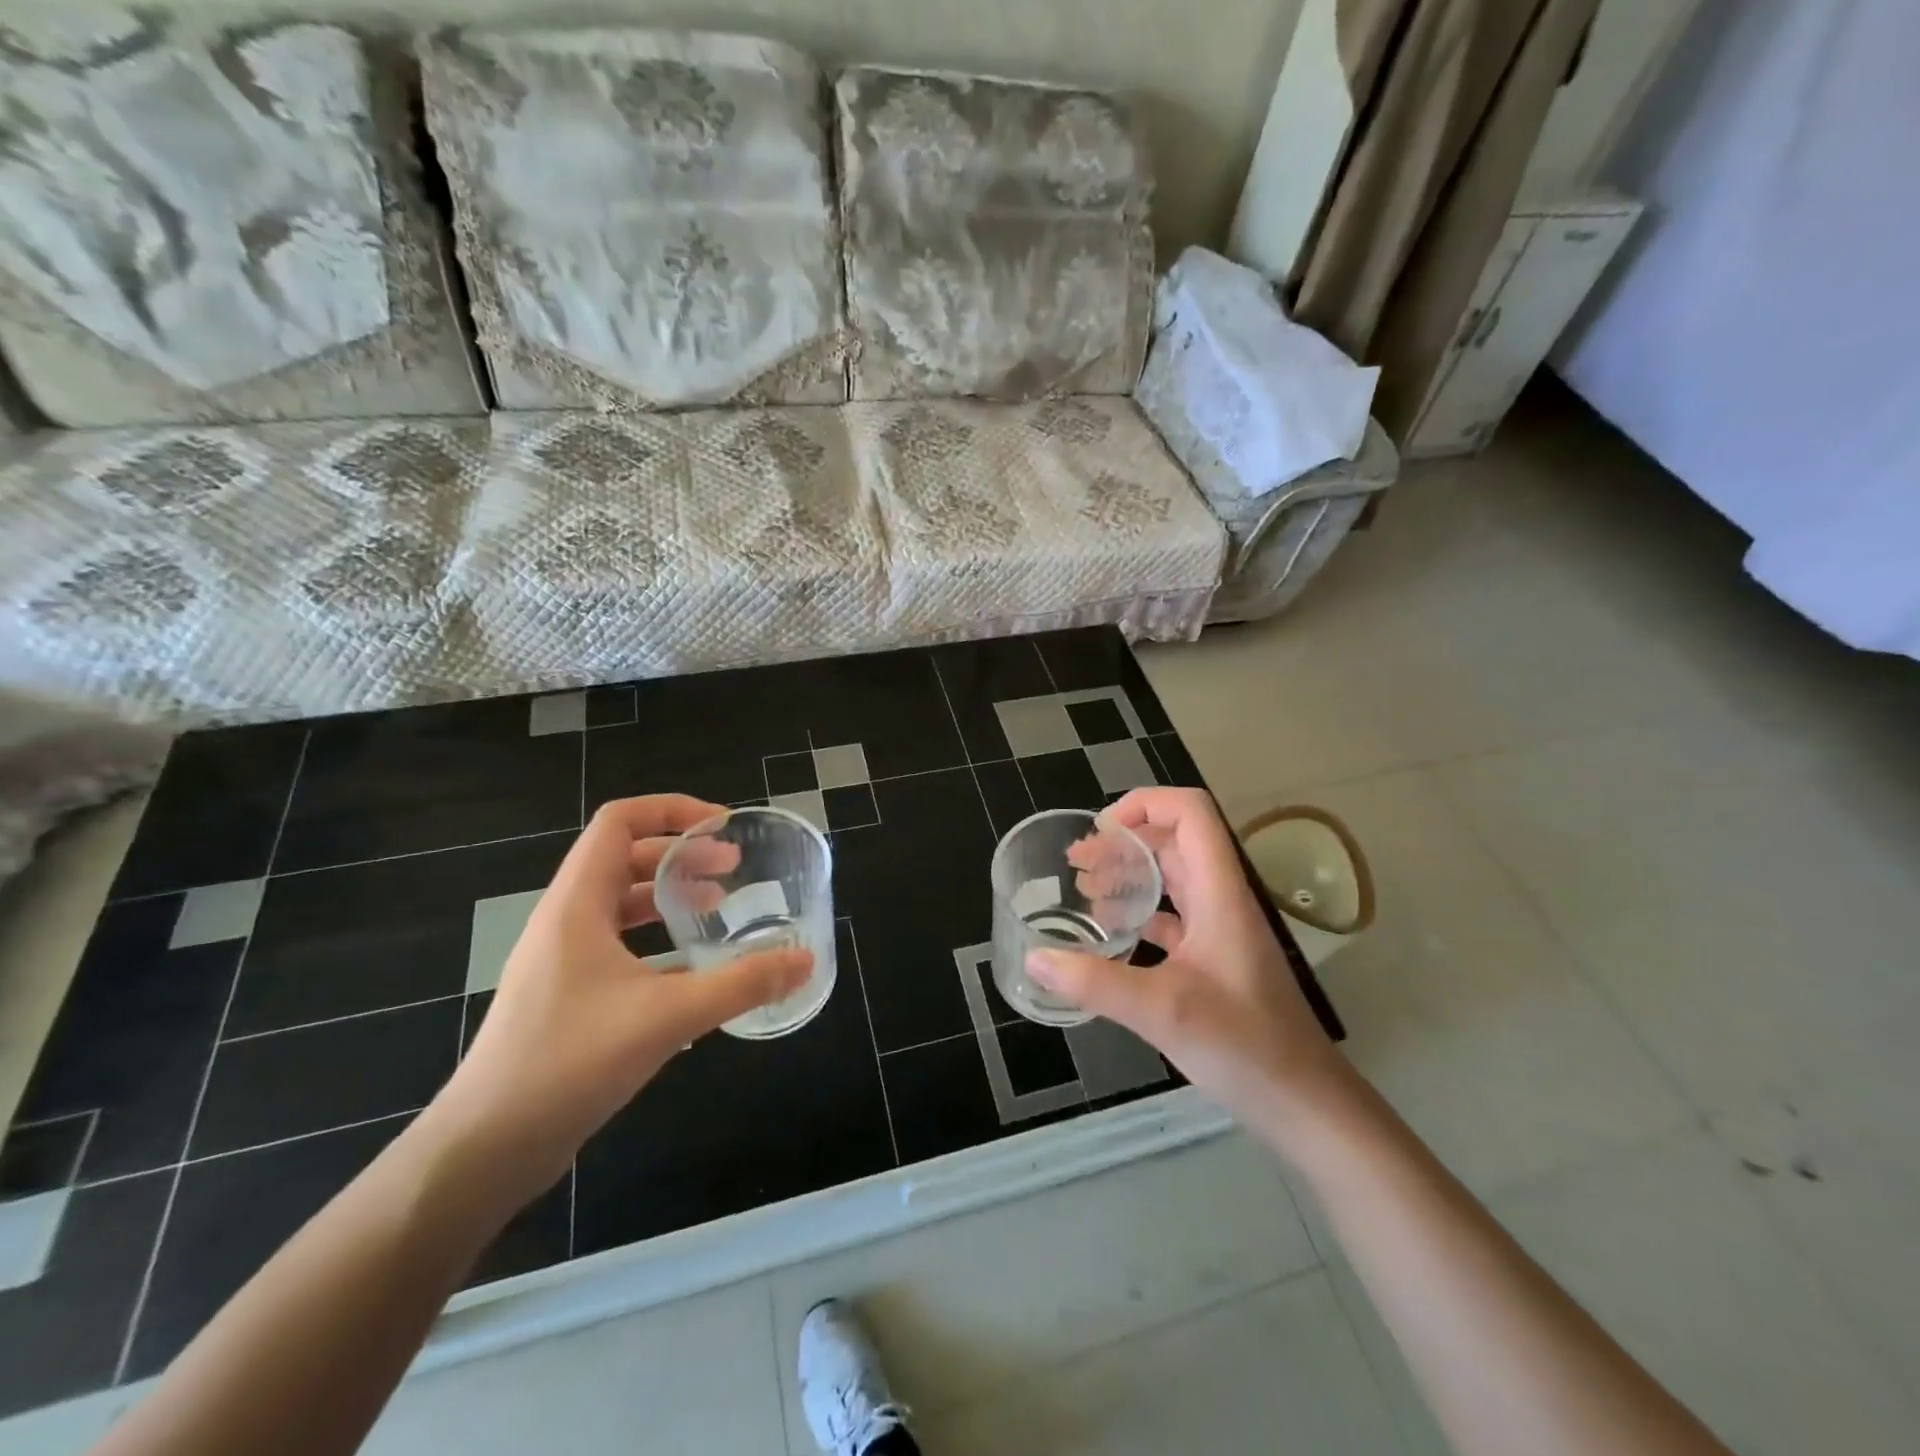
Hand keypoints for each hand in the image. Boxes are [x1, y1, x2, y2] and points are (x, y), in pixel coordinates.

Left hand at [427, 796, 811, 1194]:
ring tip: (717, 909)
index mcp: (576, 904)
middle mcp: (565, 922)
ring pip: (620, 905)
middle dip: (680, 854)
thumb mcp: (668, 1016)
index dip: (672, 810)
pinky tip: (693, 972)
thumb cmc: (569, 1062)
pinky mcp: (567, 998)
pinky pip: (618, 947)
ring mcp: (562, 961)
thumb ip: (741, 984)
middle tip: (733, 870)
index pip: (619, 822)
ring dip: (669, 897)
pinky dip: (657, 942)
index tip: (723, 827)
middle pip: (623, 858)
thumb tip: (805, 960)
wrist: (484, 1150)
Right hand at [1029, 787, 1355, 1135]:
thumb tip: (1035, 959)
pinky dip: (1140, 912)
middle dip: (1124, 840)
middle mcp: (1222, 900)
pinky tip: (1111, 933)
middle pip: (1175, 841)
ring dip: (1130, 873)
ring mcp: (1221, 930)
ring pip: (1173, 878)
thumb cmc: (1244, 1047)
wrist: (1304, 1104)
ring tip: (1085, 889)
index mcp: (1220, 893)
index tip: (1100, 830)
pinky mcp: (1215, 959)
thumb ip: (1095, 982)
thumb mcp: (1162, 1011)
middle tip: (1077, 862)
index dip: (1145, 803)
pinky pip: (1174, 916)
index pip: (1191, 813)